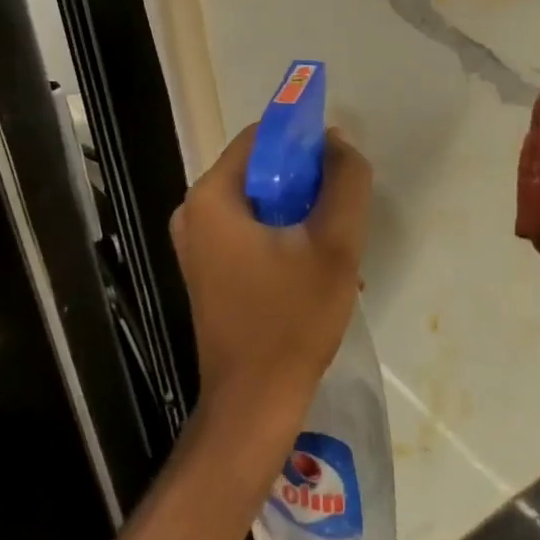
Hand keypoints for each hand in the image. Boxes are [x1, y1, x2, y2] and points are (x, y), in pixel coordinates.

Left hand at [169, 125, 372, 429]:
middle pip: (260, 169)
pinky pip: (250, 229)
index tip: (340, 163)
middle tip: (341, 211)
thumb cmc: (292, 319)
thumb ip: (345, 181)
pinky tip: (314, 267)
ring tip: (333, 245)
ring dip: (300, 212)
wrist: (255, 404)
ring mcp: (197, 244)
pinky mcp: (207, 269)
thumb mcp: (334, 244)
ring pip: (260, 202)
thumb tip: (337, 142)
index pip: (262, 136)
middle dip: (306, 182)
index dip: (305, 139)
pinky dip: (283, 235)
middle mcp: (194, 212)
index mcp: (212, 196)